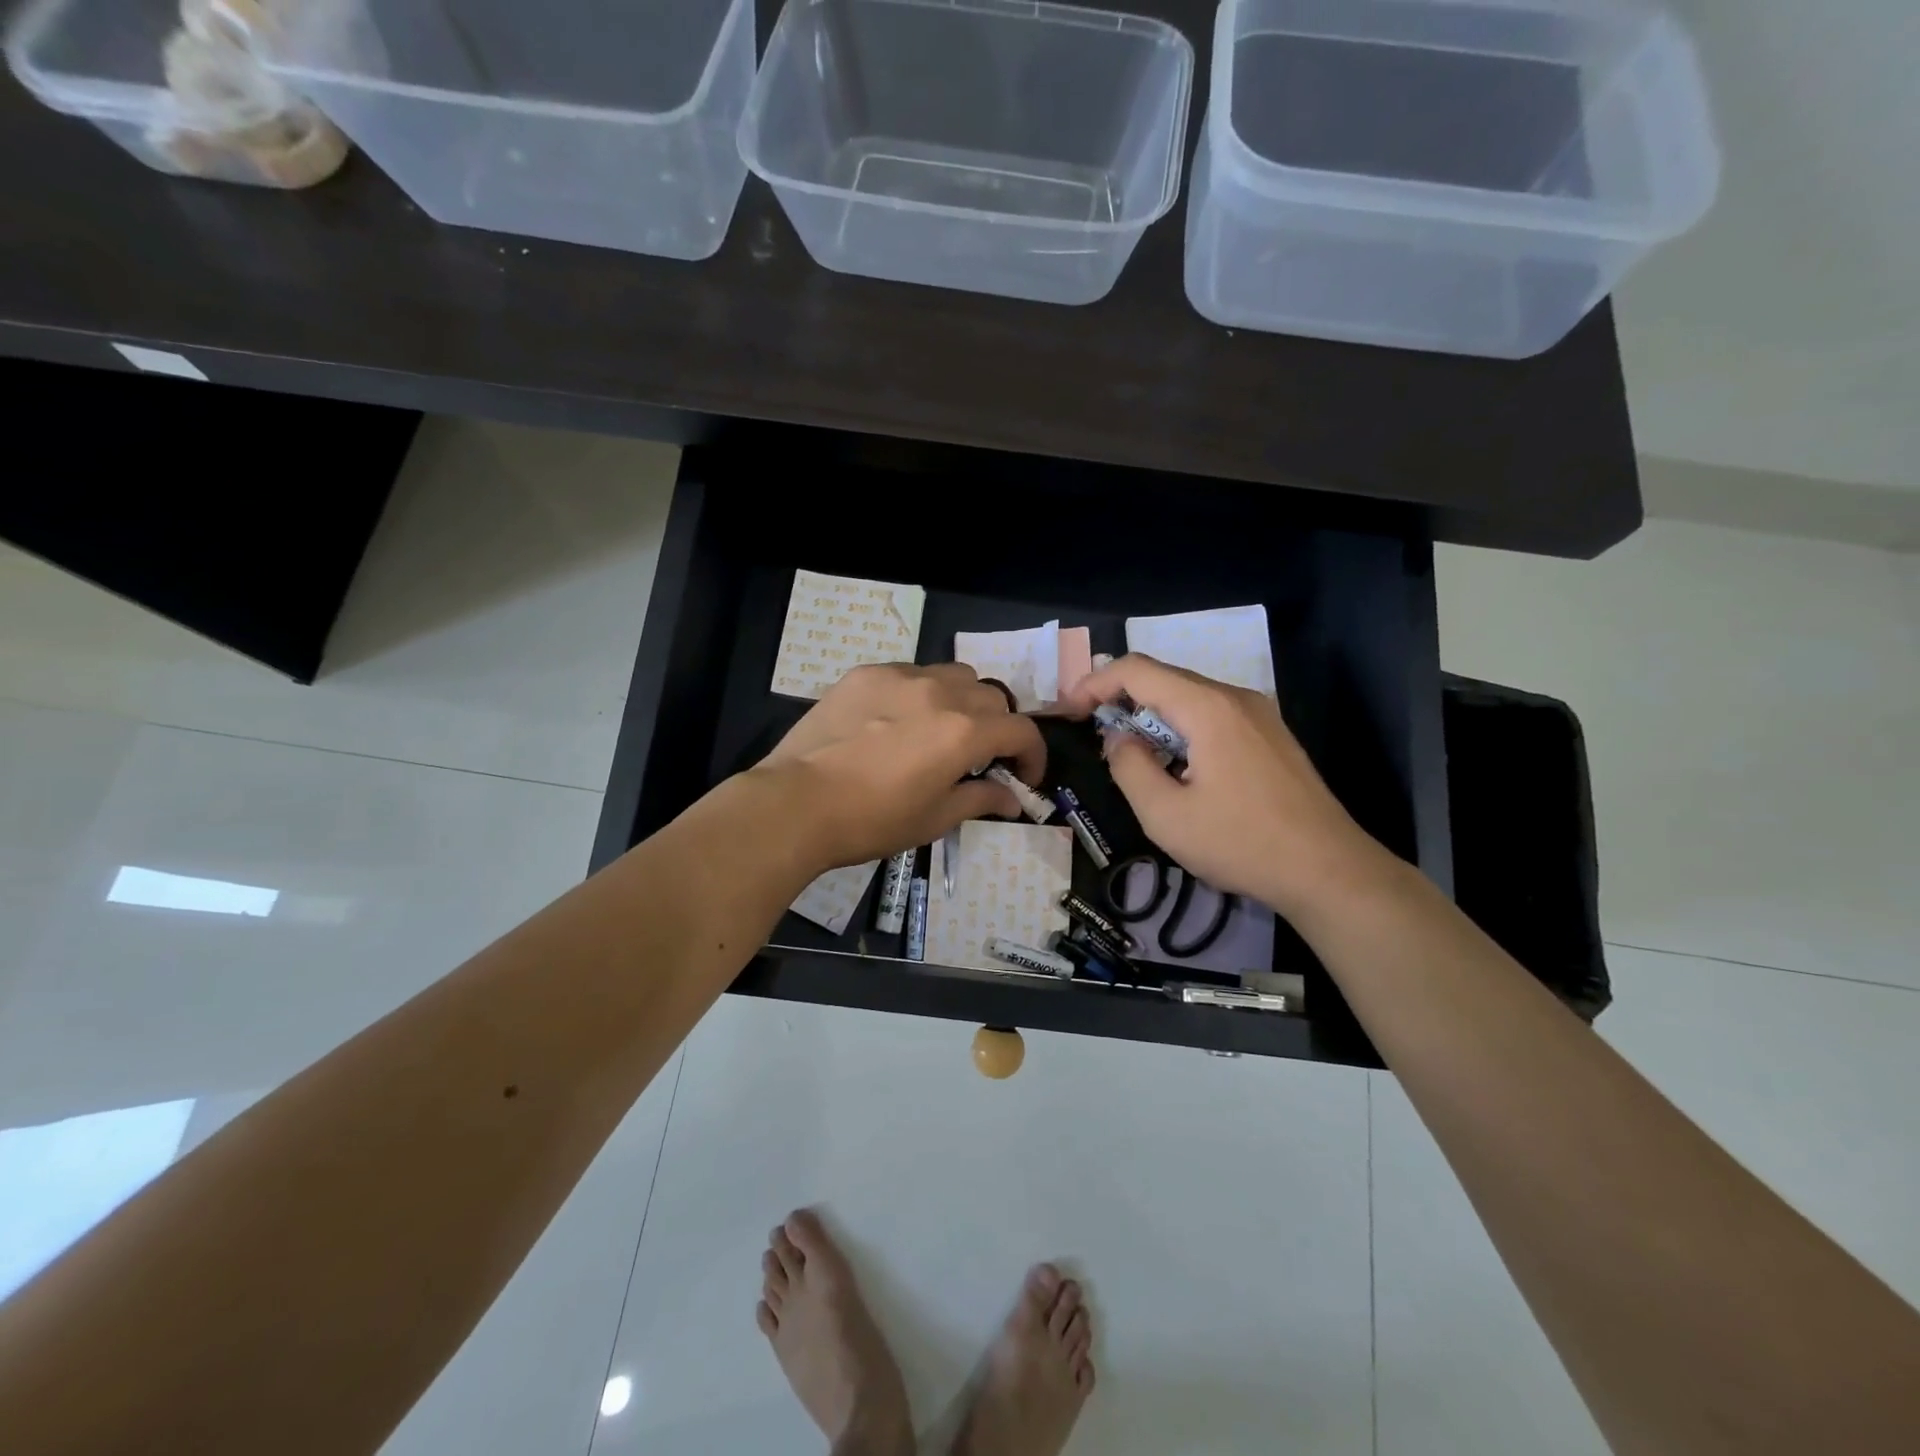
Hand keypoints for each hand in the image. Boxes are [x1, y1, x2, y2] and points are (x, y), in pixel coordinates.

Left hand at [758, 663, 1046, 871]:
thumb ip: (980, 799)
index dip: (1033, 755)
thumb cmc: (872, 820)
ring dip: (964, 700)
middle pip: (992, 697)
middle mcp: (940, 692)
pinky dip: (922, 692)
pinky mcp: (866, 674)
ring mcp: (900, 676)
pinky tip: (899, 720)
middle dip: (999, 727)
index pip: (1022, 730)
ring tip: (945, 729)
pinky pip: (911, 673)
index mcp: (964, 732)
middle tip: (983, 757)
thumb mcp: (934, 819)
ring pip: (954, 675)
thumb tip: (1012, 798)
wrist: (796, 803)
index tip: (1024, 777)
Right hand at [1062, 655, 1387, 915]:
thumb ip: (1130, 767)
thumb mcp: (1166, 815)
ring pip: (1189, 698)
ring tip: (1129, 754)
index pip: (1137, 670)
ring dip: (1151, 717)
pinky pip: (1213, 716)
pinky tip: (1175, 765)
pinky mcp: (1271, 736)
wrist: (1329, 871)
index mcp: (1207, 707)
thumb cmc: (1241, 843)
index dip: (1094, 683)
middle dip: (1120, 700)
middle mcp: (1234, 697)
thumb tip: (1118, 739)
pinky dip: (1180, 728)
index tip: (1070, 713)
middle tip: (1092, 734)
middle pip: (1164, 679)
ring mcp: (1259, 715)